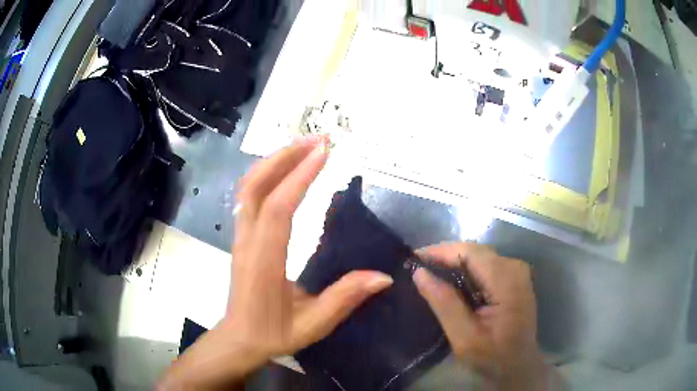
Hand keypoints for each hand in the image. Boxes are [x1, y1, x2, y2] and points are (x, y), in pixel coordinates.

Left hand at [158, 136, 392, 389]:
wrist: (239, 338)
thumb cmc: (274, 333)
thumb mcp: (313, 324)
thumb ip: (346, 299)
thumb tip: (383, 276)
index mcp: (264, 261)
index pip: (279, 208)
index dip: (300, 176)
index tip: (324, 152)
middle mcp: (248, 241)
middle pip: (256, 185)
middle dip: (286, 156)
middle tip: (319, 139)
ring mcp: (240, 236)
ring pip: (249, 186)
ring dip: (275, 161)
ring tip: (306, 146)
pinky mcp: (241, 236)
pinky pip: (249, 195)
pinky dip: (267, 174)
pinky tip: (286, 169)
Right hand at [413, 242, 555, 389]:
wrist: (518, 367)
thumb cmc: (493, 356)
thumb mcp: (464, 336)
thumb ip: (444, 303)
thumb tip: (419, 273)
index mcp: (507, 280)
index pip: (470, 252)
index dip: (441, 251)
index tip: (413, 257)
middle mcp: (515, 268)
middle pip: (475, 251)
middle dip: (445, 256)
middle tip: (417, 266)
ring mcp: (517, 272)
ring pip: (480, 257)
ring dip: (454, 262)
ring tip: (429, 271)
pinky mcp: (514, 279)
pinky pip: (486, 266)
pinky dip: (466, 270)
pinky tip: (450, 281)